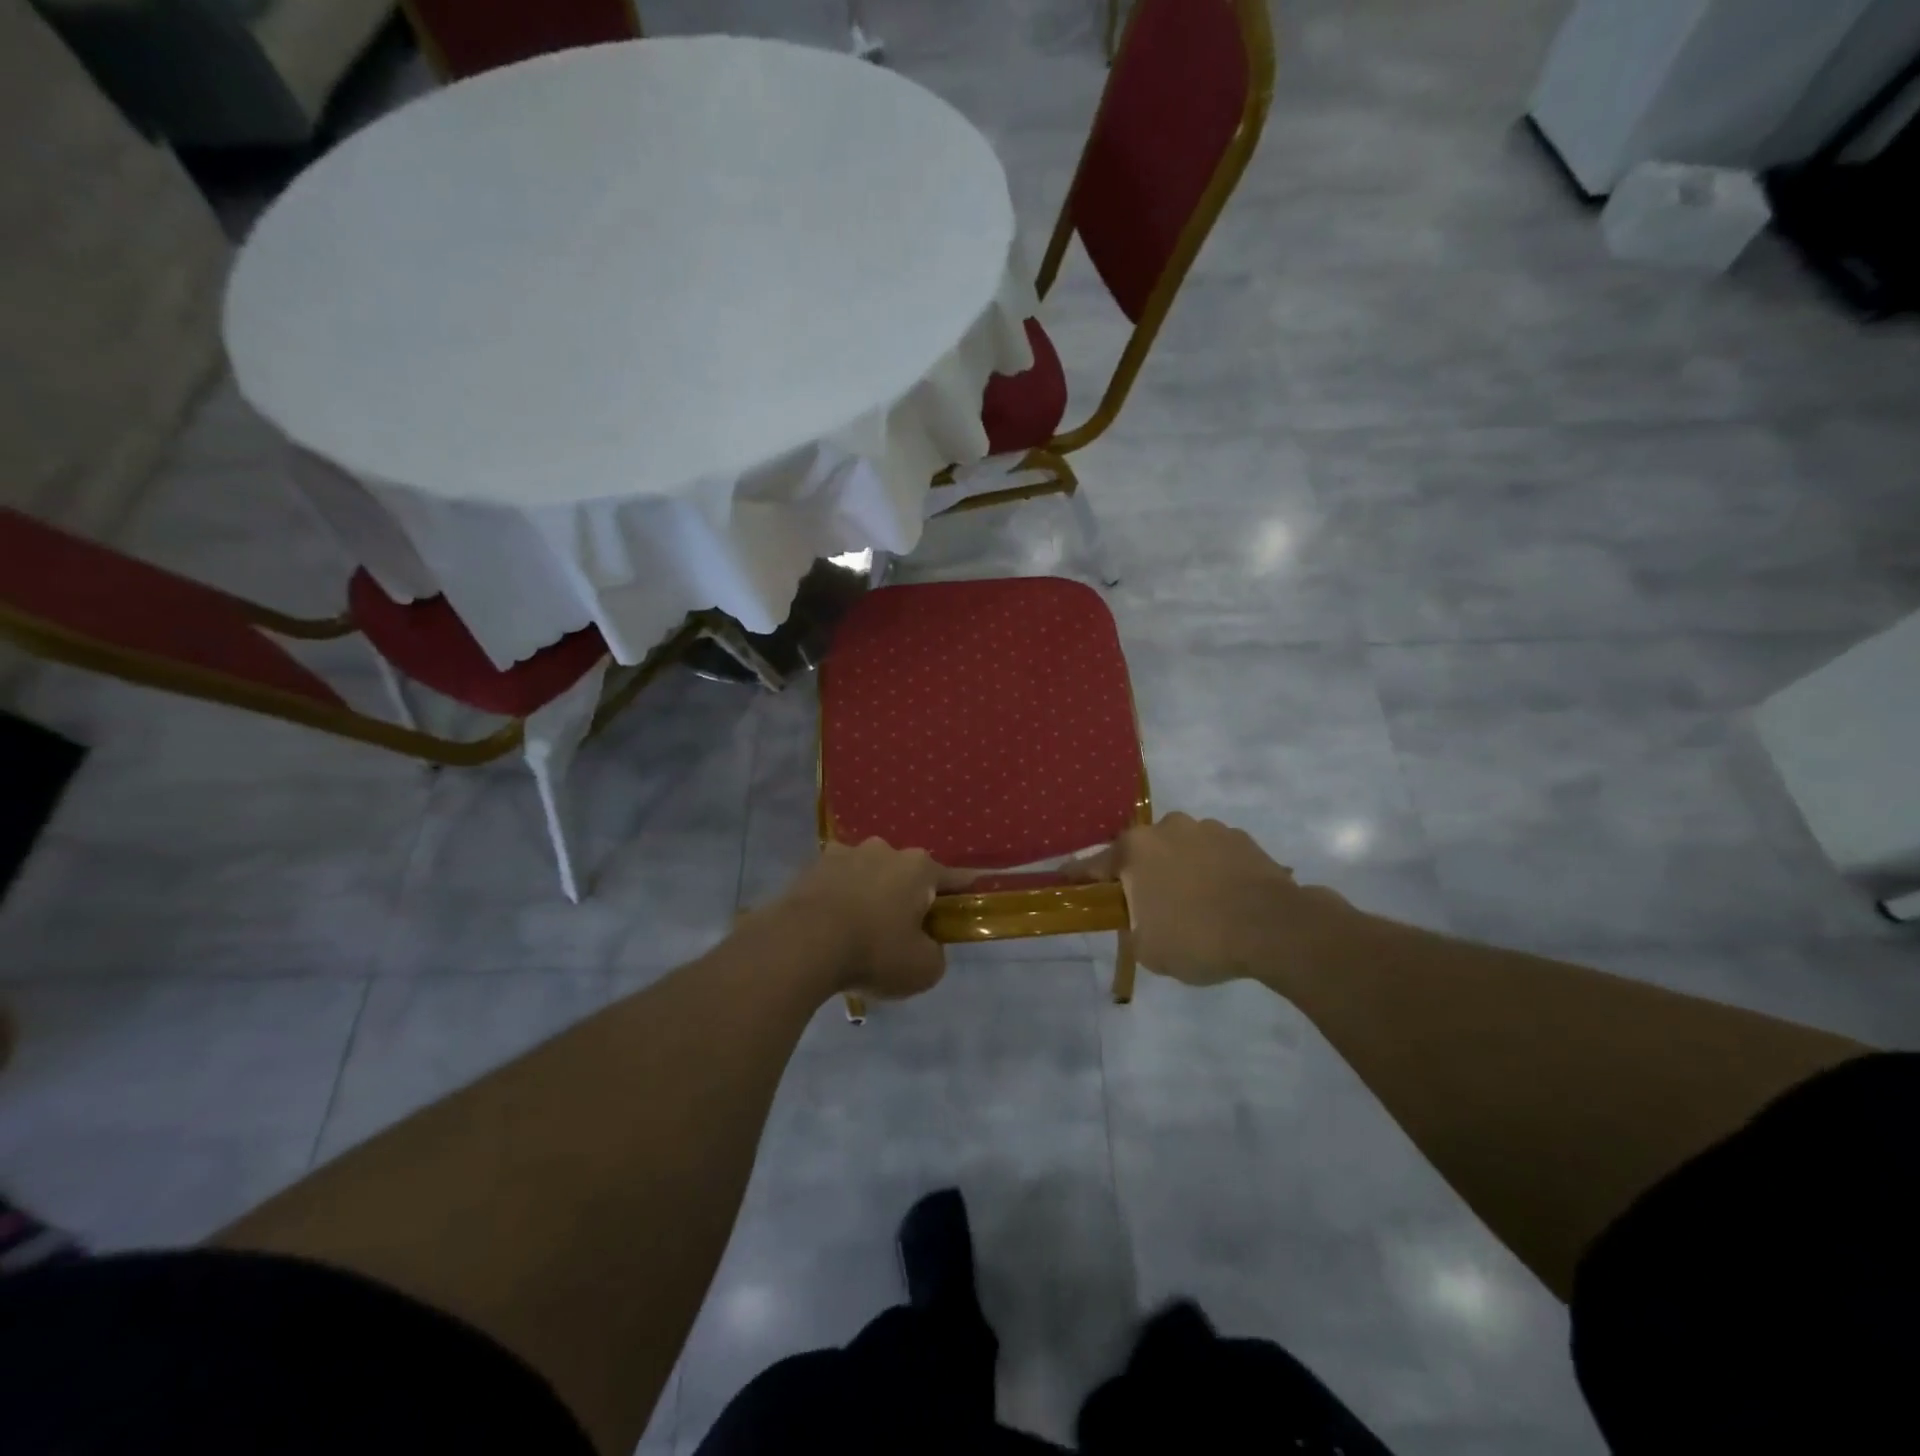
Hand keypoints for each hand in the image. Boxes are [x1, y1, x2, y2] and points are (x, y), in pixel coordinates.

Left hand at [772, 840, 972, 1000]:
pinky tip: (831, 926)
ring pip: (868, 874)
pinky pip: (835, 883)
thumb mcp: (923, 969)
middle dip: (906, 895)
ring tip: (859, 929)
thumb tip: (927, 946)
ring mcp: (844, 854)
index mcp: (918, 868)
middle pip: (905, 874)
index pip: (952, 877)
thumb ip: (935, 954)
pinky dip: (838, 898)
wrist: (802, 943)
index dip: (963, 889)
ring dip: (870, 893)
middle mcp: (884, 850)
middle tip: (901, 930)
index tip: (971, 893)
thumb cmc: (874, 951)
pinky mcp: (811, 867)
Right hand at [1078, 814, 1356, 989]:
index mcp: (1135, 850)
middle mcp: (1166, 828)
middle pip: (1141, 853)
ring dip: (1179, 870)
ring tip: (1196, 904)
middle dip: (1140, 875)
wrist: (1275, 928)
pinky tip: (1223, 898)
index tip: (1064, 880)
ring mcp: (1206, 828)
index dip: (1077, 877)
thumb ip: (1130, 925)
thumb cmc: (1199, 938)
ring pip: (1179, 850)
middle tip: (1150, 907)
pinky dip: (1211, 871)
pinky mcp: (1240, 838)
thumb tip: (1133, 916)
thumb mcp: (1147, 948)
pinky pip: (1212, 854)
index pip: (1093, 865)